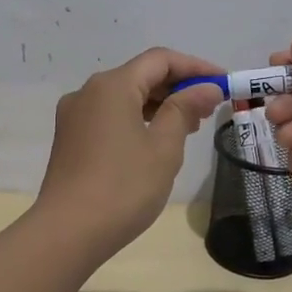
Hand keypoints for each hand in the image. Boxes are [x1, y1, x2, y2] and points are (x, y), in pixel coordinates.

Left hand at [36, 47, 225, 258]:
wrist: (67, 232)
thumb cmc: (123, 187)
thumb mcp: (163, 147)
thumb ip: (185, 110)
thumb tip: (206, 88)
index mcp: (112, 86)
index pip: (160, 60)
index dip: (195, 67)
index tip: (223, 82)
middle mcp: (88, 92)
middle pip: (139, 75)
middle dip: (177, 86)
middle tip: (210, 108)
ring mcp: (74, 115)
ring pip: (124, 96)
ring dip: (157, 104)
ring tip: (189, 126)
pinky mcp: (70, 138)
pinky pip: (109, 115)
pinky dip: (136, 119)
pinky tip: (154, 140)